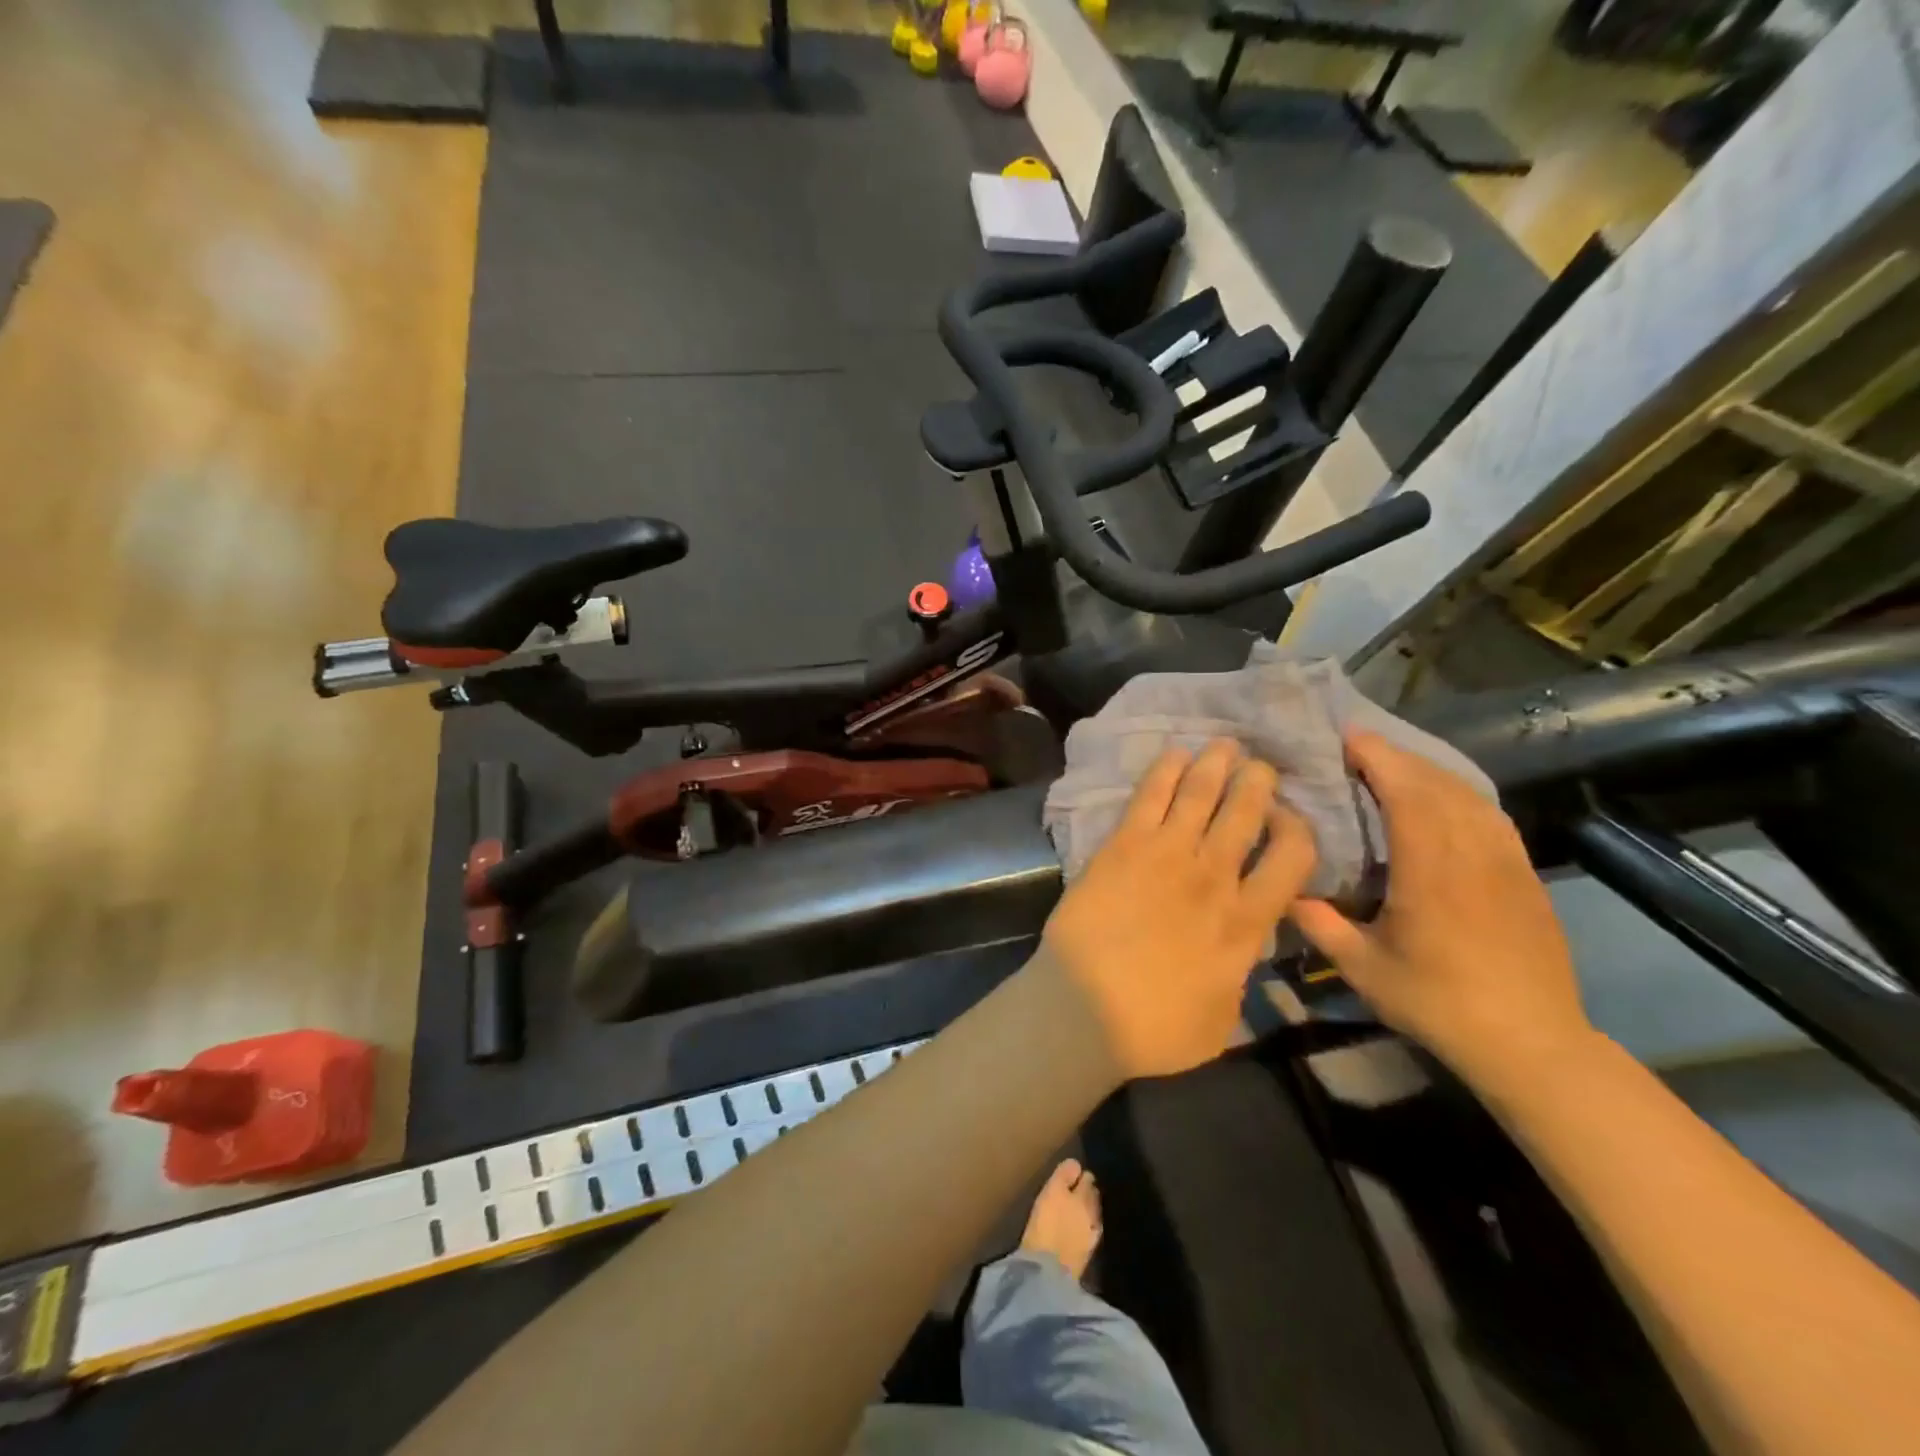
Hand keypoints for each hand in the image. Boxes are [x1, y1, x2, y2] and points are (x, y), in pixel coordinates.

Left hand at [1039, 739, 1318, 1079]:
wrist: (1084, 1009)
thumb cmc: (1154, 1028)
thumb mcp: (1222, 1020)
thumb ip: (1240, 976)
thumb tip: (1244, 951)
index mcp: (1246, 922)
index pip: (1293, 858)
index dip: (1298, 830)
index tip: (1288, 821)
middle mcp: (1214, 877)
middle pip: (1247, 812)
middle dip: (1258, 782)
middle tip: (1261, 765)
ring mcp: (1167, 855)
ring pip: (1201, 793)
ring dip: (1217, 764)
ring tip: (1226, 744)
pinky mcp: (1123, 845)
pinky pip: (1150, 795)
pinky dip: (1166, 770)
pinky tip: (1176, 753)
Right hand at [1289, 731, 1592, 1088]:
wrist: (1530, 1042)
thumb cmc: (1438, 1002)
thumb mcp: (1364, 969)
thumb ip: (1320, 925)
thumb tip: (1285, 891)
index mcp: (1431, 871)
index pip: (1408, 794)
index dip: (1379, 758)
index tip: (1348, 736)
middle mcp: (1472, 854)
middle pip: (1438, 784)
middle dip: (1397, 756)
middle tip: (1359, 744)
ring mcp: (1505, 862)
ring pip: (1468, 795)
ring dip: (1430, 771)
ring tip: (1395, 765)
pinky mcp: (1524, 876)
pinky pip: (1490, 816)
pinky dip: (1461, 794)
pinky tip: (1445, 799)